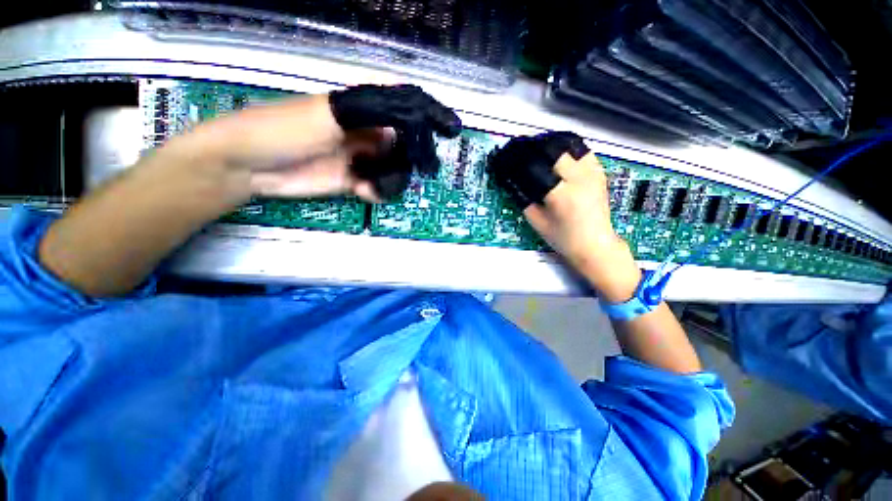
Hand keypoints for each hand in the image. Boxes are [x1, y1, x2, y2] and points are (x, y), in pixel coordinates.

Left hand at [174, 85, 460, 204]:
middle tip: (419, 168)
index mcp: (362, 110)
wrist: (252, 165)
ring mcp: (361, 159)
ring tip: (373, 182)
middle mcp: (366, 133)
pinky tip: (364, 191)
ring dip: (392, 178)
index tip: (450, 131)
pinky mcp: (354, 181)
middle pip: (405, 145)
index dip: (428, 119)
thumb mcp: (330, 113)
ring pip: (395, 168)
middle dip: (413, 158)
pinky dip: (378, 191)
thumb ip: (370, 115)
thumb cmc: (285, 128)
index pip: (404, 111)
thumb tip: (406, 124)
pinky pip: (378, 186)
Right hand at [489, 132, 640, 300]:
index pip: (534, 166)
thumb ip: (523, 200)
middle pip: (552, 149)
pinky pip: (581, 149)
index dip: (517, 160)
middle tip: (520, 149)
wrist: (595, 243)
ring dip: (549, 143)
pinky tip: (556, 154)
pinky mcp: (599, 171)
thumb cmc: (564, 238)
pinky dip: (566, 147)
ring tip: (537, 149)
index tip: (506, 156)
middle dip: (532, 147)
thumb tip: (511, 181)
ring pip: (568, 143)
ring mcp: (592, 172)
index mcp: (561, 195)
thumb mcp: (537, 222)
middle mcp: (579, 178)